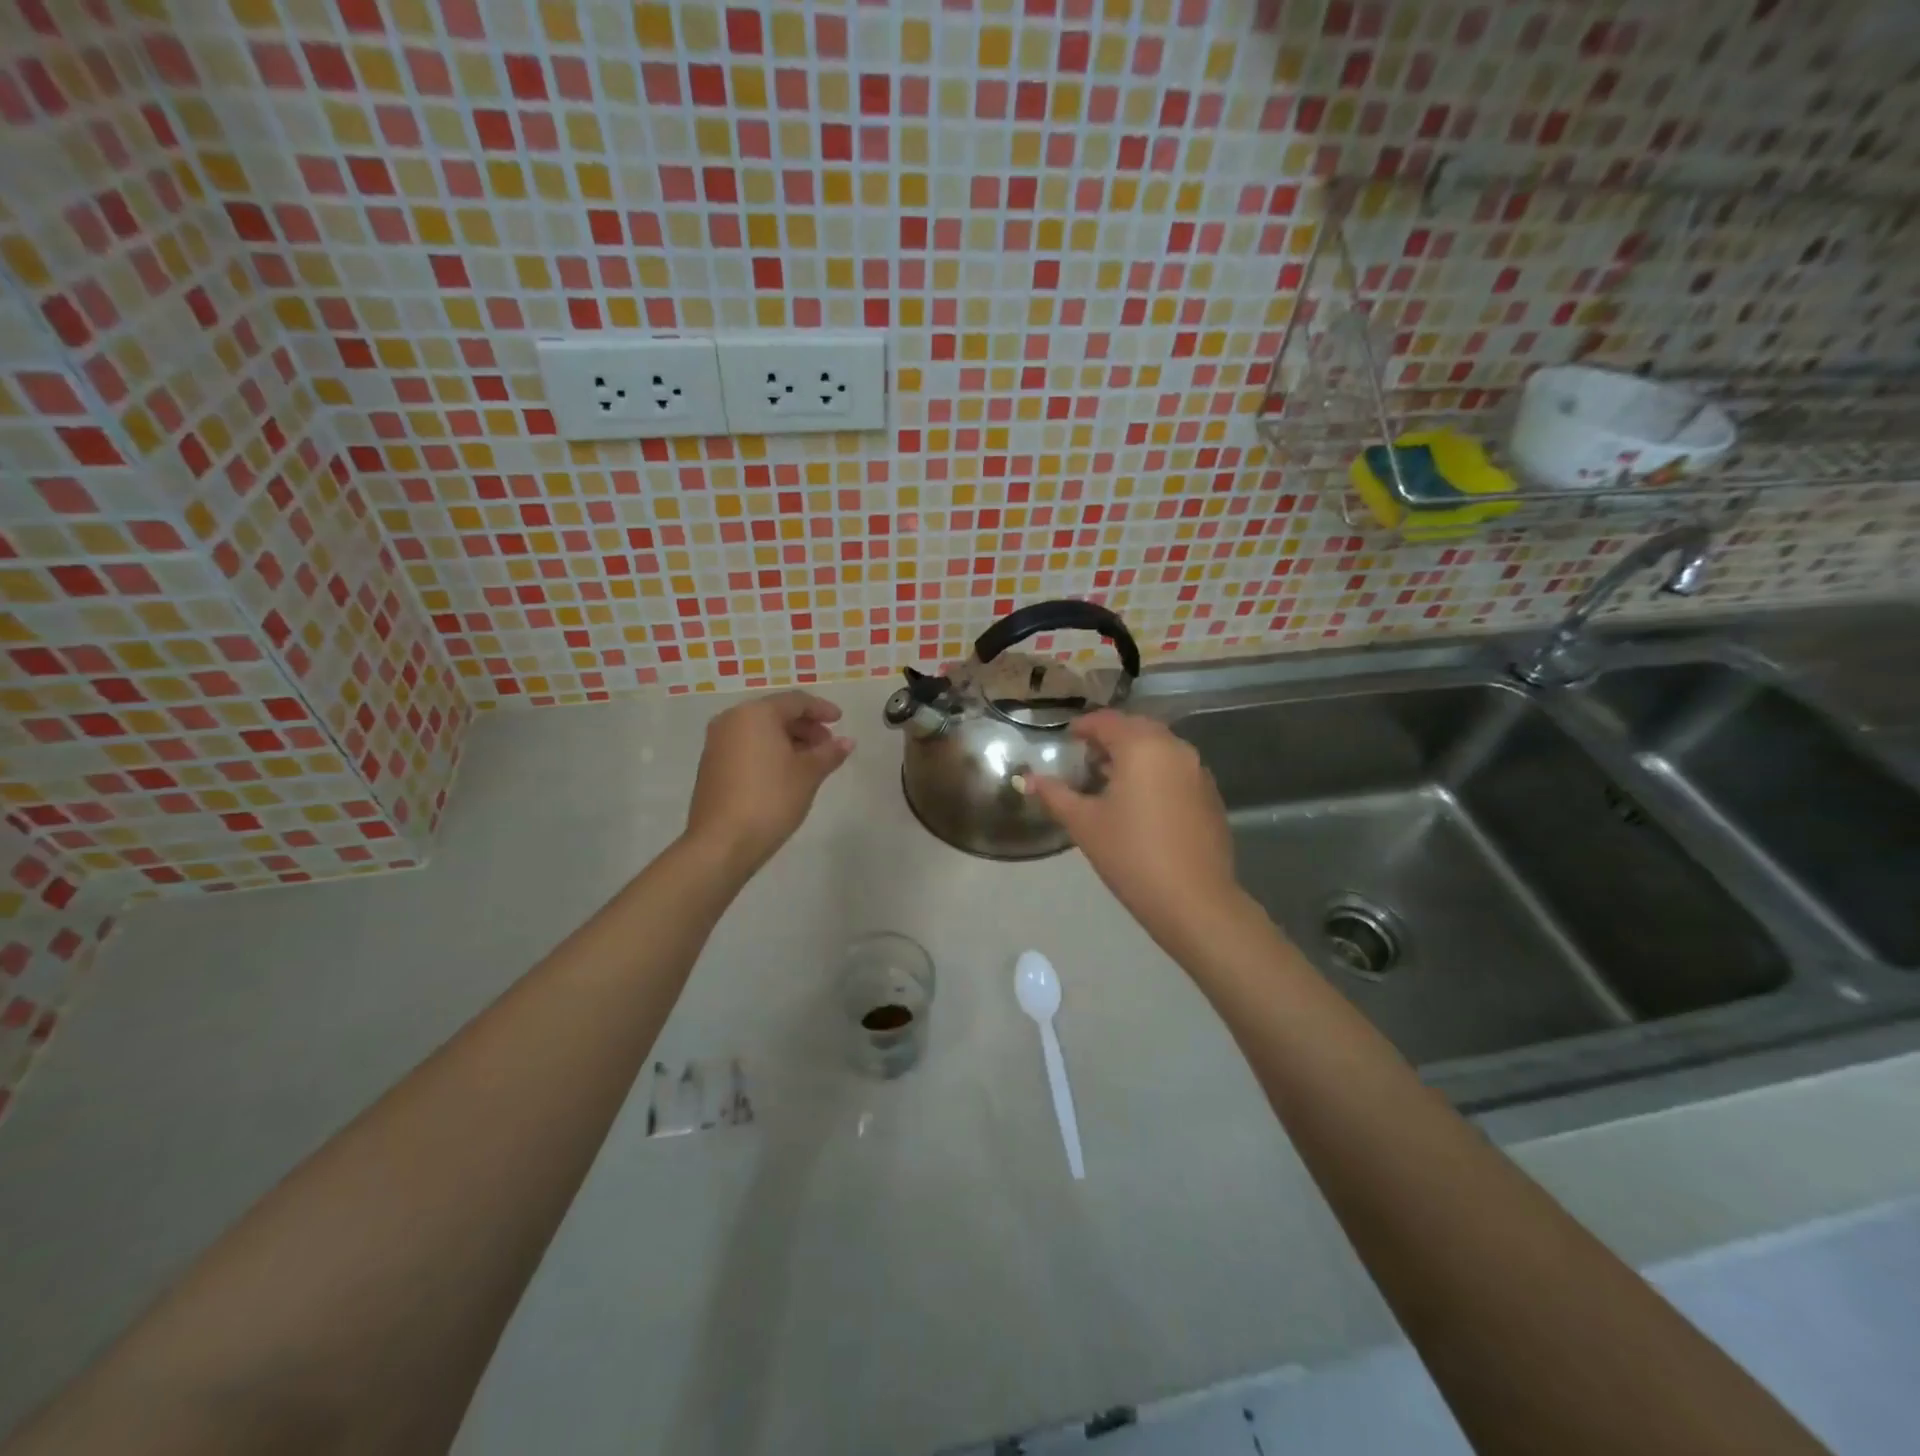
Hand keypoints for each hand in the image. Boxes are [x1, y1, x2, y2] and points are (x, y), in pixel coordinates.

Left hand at [684, 690, 853, 875]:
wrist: (722, 842)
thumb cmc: (771, 799)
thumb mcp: (808, 774)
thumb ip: (829, 753)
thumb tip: (847, 741)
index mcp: (755, 714)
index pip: (795, 701)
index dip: (821, 709)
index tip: (840, 721)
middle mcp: (731, 720)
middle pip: (775, 713)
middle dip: (805, 726)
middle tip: (828, 745)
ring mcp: (717, 743)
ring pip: (760, 731)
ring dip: (788, 740)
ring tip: (811, 761)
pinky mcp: (712, 765)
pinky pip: (746, 746)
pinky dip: (769, 751)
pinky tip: (786, 772)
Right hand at [1029, 711, 1243, 951]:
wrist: (1193, 900)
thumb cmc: (1131, 855)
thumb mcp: (1084, 823)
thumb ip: (1055, 794)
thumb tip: (1028, 779)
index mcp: (1142, 747)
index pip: (1108, 721)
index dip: (1083, 726)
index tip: (1066, 738)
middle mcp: (1175, 749)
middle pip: (1137, 728)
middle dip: (1110, 738)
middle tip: (1086, 758)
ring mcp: (1198, 772)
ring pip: (1160, 749)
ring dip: (1134, 755)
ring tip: (1110, 781)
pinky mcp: (1210, 796)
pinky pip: (1177, 770)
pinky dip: (1155, 773)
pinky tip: (1141, 803)